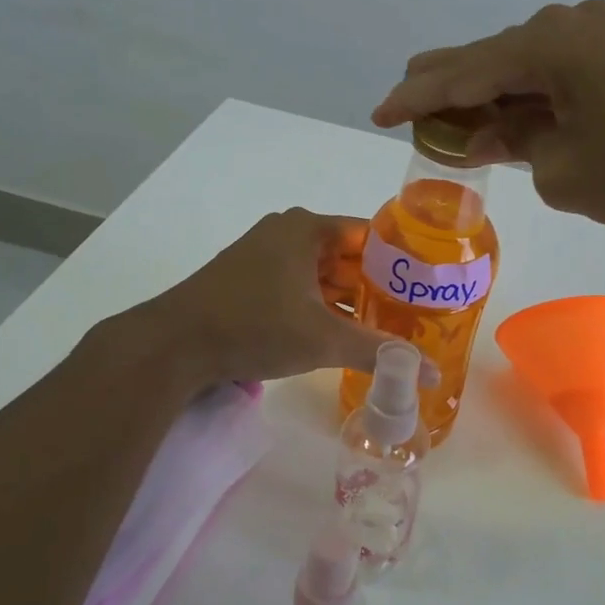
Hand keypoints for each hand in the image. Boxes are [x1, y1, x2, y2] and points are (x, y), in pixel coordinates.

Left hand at [135, 208, 438, 387]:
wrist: (173, 344)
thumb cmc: (254, 326)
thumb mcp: (323, 339)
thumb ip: (379, 352)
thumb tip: (431, 375)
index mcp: (308, 229)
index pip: (371, 235)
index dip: (402, 261)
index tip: (428, 287)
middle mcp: (287, 233)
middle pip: (348, 256)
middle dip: (378, 286)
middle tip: (414, 314)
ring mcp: (264, 255)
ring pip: (322, 274)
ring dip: (350, 300)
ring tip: (386, 328)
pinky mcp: (248, 279)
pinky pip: (299, 286)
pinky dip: (321, 306)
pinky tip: (342, 333)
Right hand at [373, 0, 604, 240]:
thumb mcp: (562, 171)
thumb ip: (513, 145)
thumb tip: (496, 131)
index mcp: (546, 44)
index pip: (459, 73)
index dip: (413, 97)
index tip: (377, 113)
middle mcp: (567, 25)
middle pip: (486, 56)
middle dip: (445, 90)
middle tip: (407, 115)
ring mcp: (598, 35)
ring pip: (519, 65)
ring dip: (486, 96)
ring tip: (452, 128)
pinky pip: (552, 72)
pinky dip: (524, 97)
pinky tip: (505, 119)